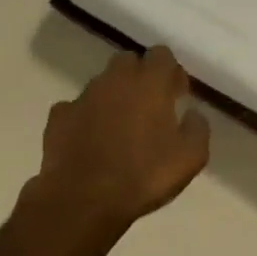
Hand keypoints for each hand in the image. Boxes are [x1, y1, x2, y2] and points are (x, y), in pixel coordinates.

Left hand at [32, 47, 210, 241]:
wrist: (82, 201)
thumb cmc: (143, 175)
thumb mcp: (191, 158)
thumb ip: (198, 128)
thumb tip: (192, 114)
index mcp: (150, 82)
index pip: (162, 54)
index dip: (170, 72)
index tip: (176, 95)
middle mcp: (116, 80)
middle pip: (129, 61)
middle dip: (139, 77)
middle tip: (148, 107)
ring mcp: (83, 96)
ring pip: (102, 84)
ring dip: (112, 97)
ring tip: (118, 128)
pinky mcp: (58, 117)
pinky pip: (75, 108)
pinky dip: (84, 118)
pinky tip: (89, 141)